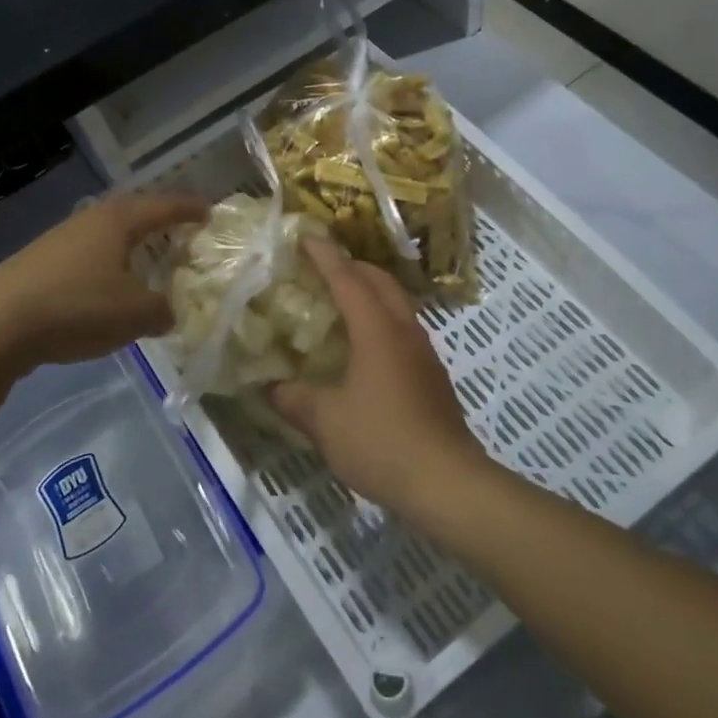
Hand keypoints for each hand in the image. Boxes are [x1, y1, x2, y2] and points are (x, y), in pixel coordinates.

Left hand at [0, 192, 206, 370]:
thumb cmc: (78, 307)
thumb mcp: (136, 314)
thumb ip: (162, 310)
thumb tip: (167, 312)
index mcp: (119, 221)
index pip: (164, 207)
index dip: (189, 209)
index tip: (209, 211)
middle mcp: (89, 221)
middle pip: (132, 213)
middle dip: (158, 221)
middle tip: (179, 231)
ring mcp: (58, 240)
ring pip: (105, 235)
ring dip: (129, 246)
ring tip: (145, 261)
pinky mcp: (37, 264)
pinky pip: (85, 257)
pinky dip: (105, 266)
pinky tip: (105, 288)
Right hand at [269, 237, 496, 517]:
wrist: (446, 481)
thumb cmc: (381, 442)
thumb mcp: (326, 422)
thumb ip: (295, 399)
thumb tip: (271, 387)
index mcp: (377, 330)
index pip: (348, 279)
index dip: (325, 255)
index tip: (306, 236)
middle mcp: (404, 331)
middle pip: (381, 281)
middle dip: (352, 266)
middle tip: (323, 266)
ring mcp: (424, 352)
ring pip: (397, 304)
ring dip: (371, 292)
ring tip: (342, 301)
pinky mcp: (432, 375)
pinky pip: (404, 329)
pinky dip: (382, 319)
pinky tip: (366, 346)